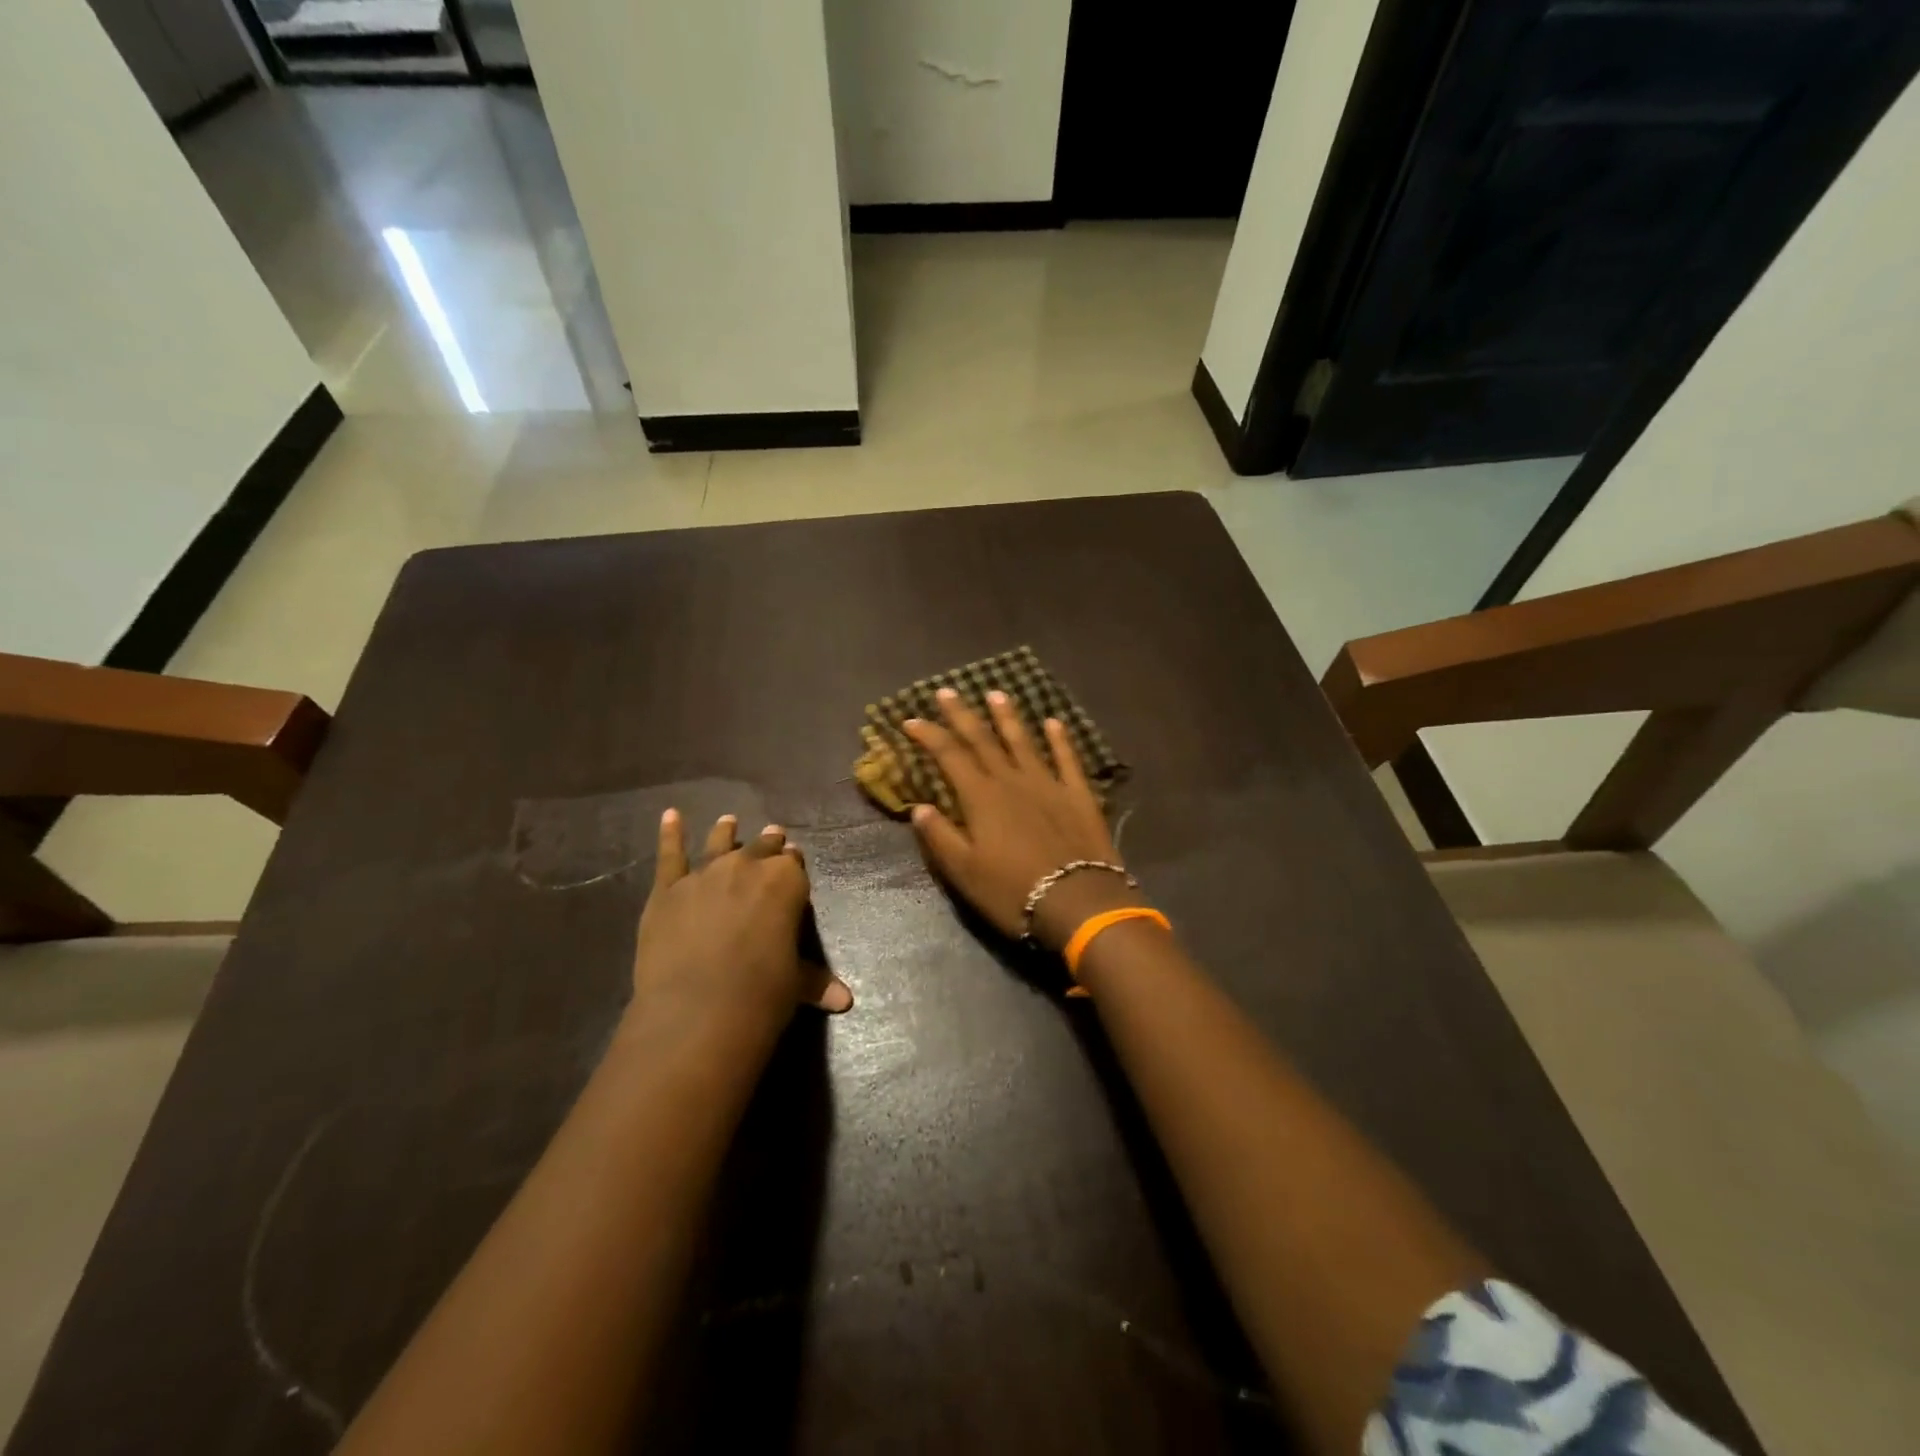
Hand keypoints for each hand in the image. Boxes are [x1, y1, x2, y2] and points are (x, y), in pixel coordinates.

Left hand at [629, 812, 852, 1039]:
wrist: (697, 1010)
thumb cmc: (760, 994)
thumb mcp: (795, 984)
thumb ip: (815, 981)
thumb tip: (845, 1001)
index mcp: (786, 881)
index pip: (794, 864)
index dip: (793, 865)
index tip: (793, 865)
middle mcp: (747, 866)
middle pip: (762, 848)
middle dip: (768, 844)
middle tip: (773, 836)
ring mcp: (705, 873)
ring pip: (719, 843)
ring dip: (725, 832)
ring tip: (728, 821)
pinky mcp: (667, 889)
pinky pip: (670, 854)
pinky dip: (670, 834)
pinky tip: (670, 816)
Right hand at [904, 688, 1148, 952]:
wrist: (1078, 902)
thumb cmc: (1013, 892)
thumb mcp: (964, 873)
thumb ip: (940, 837)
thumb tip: (919, 807)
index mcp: (981, 798)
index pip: (949, 755)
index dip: (929, 735)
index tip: (911, 720)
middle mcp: (1012, 781)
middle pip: (982, 740)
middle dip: (962, 715)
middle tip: (947, 691)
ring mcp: (1048, 784)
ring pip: (1023, 742)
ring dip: (1008, 717)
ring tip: (997, 694)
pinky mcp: (1078, 795)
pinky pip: (1067, 759)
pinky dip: (1060, 739)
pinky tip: (1054, 722)